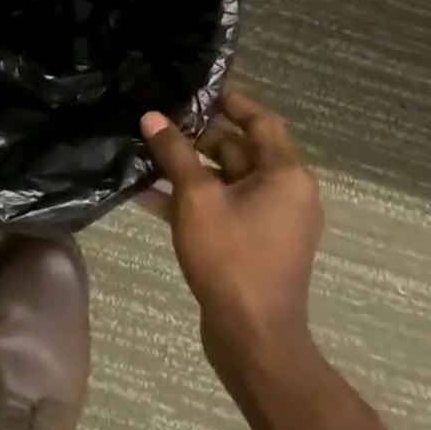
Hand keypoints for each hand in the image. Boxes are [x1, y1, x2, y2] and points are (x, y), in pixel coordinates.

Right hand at [140, 89, 323, 379]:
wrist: (253, 338)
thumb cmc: (232, 257)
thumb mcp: (196, 198)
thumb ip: (174, 153)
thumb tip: (153, 117)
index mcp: (285, 175)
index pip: (261, 121)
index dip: (230, 102)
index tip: (193, 91)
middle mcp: (285, 192)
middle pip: (239, 149)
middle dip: (196, 136)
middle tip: (156, 123)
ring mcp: (270, 220)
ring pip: (225, 179)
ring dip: (188, 168)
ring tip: (145, 153)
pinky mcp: (252, 243)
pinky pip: (221, 206)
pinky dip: (191, 198)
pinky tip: (147, 194)